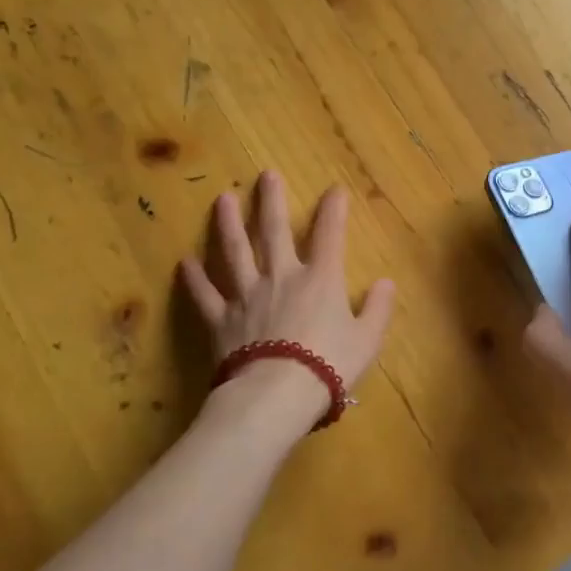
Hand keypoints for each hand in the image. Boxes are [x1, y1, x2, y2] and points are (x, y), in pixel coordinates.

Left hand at [180, 171, 395, 433]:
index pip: (329, 235)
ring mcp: (246, 295)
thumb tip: (386, 282)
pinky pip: (204, 295)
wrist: (277, 395)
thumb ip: (378, 309)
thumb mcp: (367, 339)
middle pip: (275, 231)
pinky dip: (194, 279)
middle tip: (265, 175)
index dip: (333, 210)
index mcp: (321, 279)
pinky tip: (184, 262)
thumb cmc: (329, 366)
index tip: (335, 189)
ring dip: (229, 225)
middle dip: (272, 201)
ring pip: (235, 252)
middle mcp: (281, 277)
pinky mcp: (220, 320)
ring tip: (223, 199)